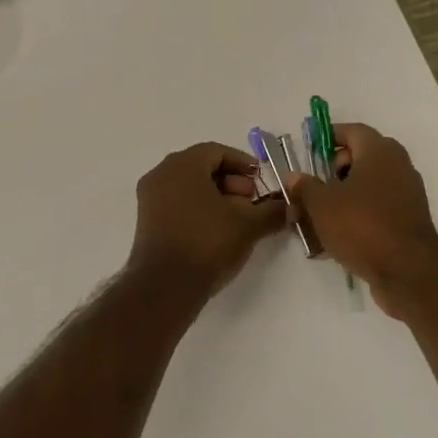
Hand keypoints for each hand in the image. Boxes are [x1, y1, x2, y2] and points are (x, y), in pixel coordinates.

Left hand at [126, 142, 287, 295]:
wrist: (166, 286)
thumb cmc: (207, 243)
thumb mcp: (248, 225)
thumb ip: (272, 211)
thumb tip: (291, 207)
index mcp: (182, 164)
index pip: (216, 151)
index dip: (242, 163)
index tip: (260, 180)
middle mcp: (161, 173)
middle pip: (201, 166)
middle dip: (230, 181)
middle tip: (250, 201)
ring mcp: (149, 197)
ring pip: (188, 185)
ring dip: (216, 196)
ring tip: (237, 219)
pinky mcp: (146, 220)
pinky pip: (176, 202)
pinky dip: (197, 208)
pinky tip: (216, 230)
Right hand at [285, 123, 437, 313]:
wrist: (408, 272)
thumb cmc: (362, 225)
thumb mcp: (321, 204)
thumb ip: (304, 187)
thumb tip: (294, 177)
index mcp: (379, 151)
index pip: (352, 130)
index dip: (328, 136)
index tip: (309, 149)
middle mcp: (398, 165)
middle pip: (361, 156)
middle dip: (333, 169)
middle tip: (313, 185)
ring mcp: (407, 193)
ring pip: (368, 184)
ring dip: (344, 194)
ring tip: (319, 214)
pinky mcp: (409, 219)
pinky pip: (378, 206)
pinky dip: (358, 213)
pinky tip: (338, 234)